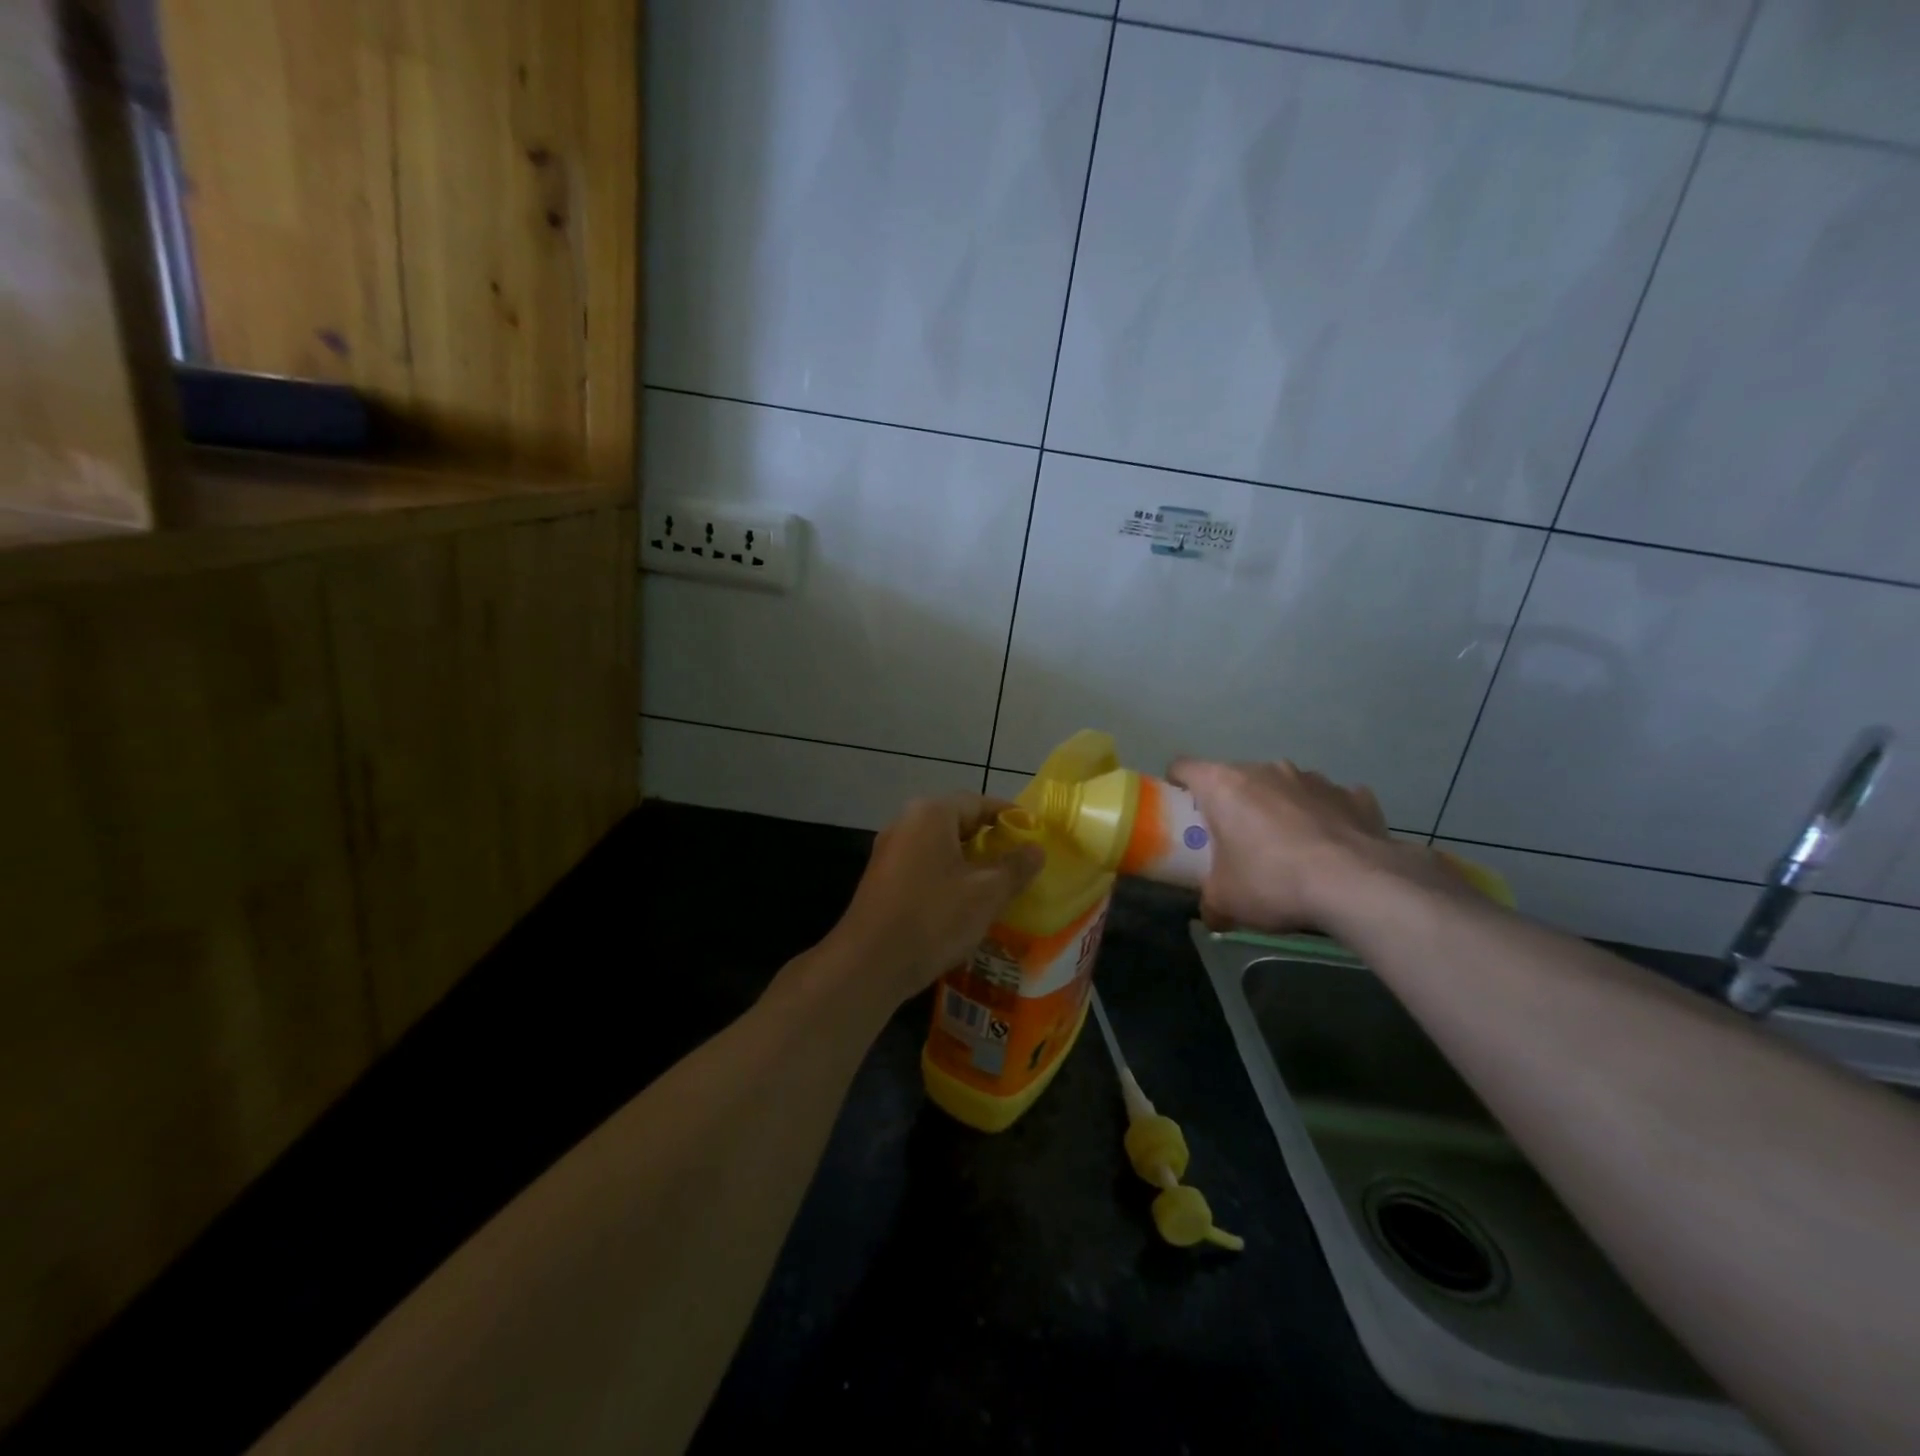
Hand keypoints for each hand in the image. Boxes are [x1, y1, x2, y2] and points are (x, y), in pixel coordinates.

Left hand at [822, 795, 1043, 1006]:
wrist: (869, 963)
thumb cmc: (934, 917)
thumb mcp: (986, 892)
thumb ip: (1016, 867)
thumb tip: (1036, 849)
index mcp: (931, 814)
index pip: (979, 802)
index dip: (1010, 817)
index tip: (1035, 834)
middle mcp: (906, 822)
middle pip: (958, 822)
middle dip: (990, 840)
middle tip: (1020, 862)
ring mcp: (889, 851)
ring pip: (940, 846)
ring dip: (969, 861)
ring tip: (999, 884)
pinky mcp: (882, 878)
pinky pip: (924, 866)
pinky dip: (947, 876)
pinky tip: (964, 903)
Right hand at [1168, 759, 1451, 934]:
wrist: (1358, 886)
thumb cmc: (1272, 882)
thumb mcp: (1224, 901)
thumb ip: (1209, 901)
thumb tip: (1211, 913)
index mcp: (1223, 785)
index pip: (1184, 767)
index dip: (1177, 785)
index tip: (1180, 809)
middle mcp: (1266, 770)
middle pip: (1236, 777)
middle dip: (1233, 803)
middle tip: (1234, 841)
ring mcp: (1313, 778)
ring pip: (1284, 787)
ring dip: (1279, 808)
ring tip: (1289, 849)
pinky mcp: (1354, 795)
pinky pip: (1329, 801)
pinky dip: (1324, 818)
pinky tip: (1331, 848)